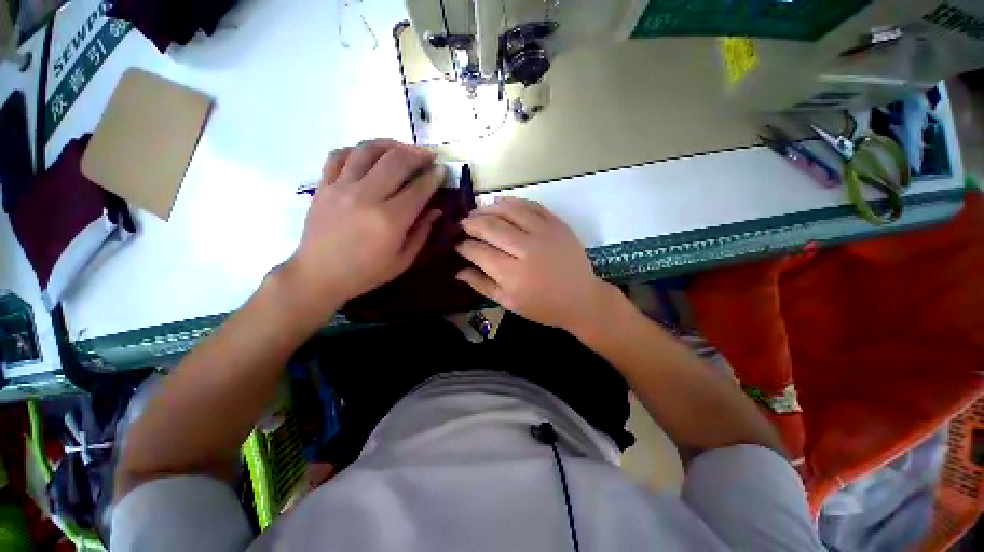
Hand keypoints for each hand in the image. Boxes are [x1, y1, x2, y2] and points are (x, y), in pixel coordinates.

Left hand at [284, 139, 444, 314]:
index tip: (442, 170)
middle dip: (417, 154)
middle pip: (396, 161)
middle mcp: (367, 197)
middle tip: (428, 155)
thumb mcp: (403, 260)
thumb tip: (436, 210)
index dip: (434, 176)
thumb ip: (422, 232)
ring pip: (368, 151)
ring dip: (390, 144)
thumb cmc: (366, 273)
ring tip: (402, 148)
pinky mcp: (323, 185)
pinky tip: (369, 154)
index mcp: (390, 220)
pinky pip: (339, 155)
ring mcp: (341, 187)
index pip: (418, 188)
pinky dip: (357, 149)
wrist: (319, 275)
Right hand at [456, 197, 615, 331]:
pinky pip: (530, 205)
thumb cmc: (543, 306)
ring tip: (476, 212)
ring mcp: (544, 232)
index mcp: (512, 274)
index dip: (463, 246)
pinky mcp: (556, 224)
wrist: (581, 298)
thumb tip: (458, 271)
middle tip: (462, 225)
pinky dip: (512, 202)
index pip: (478, 251)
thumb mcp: (509, 302)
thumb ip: (482, 285)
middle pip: (490, 227)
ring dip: (487, 208)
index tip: (457, 244)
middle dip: (471, 224)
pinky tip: (500, 203)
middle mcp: (526, 249)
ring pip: (508, 210)